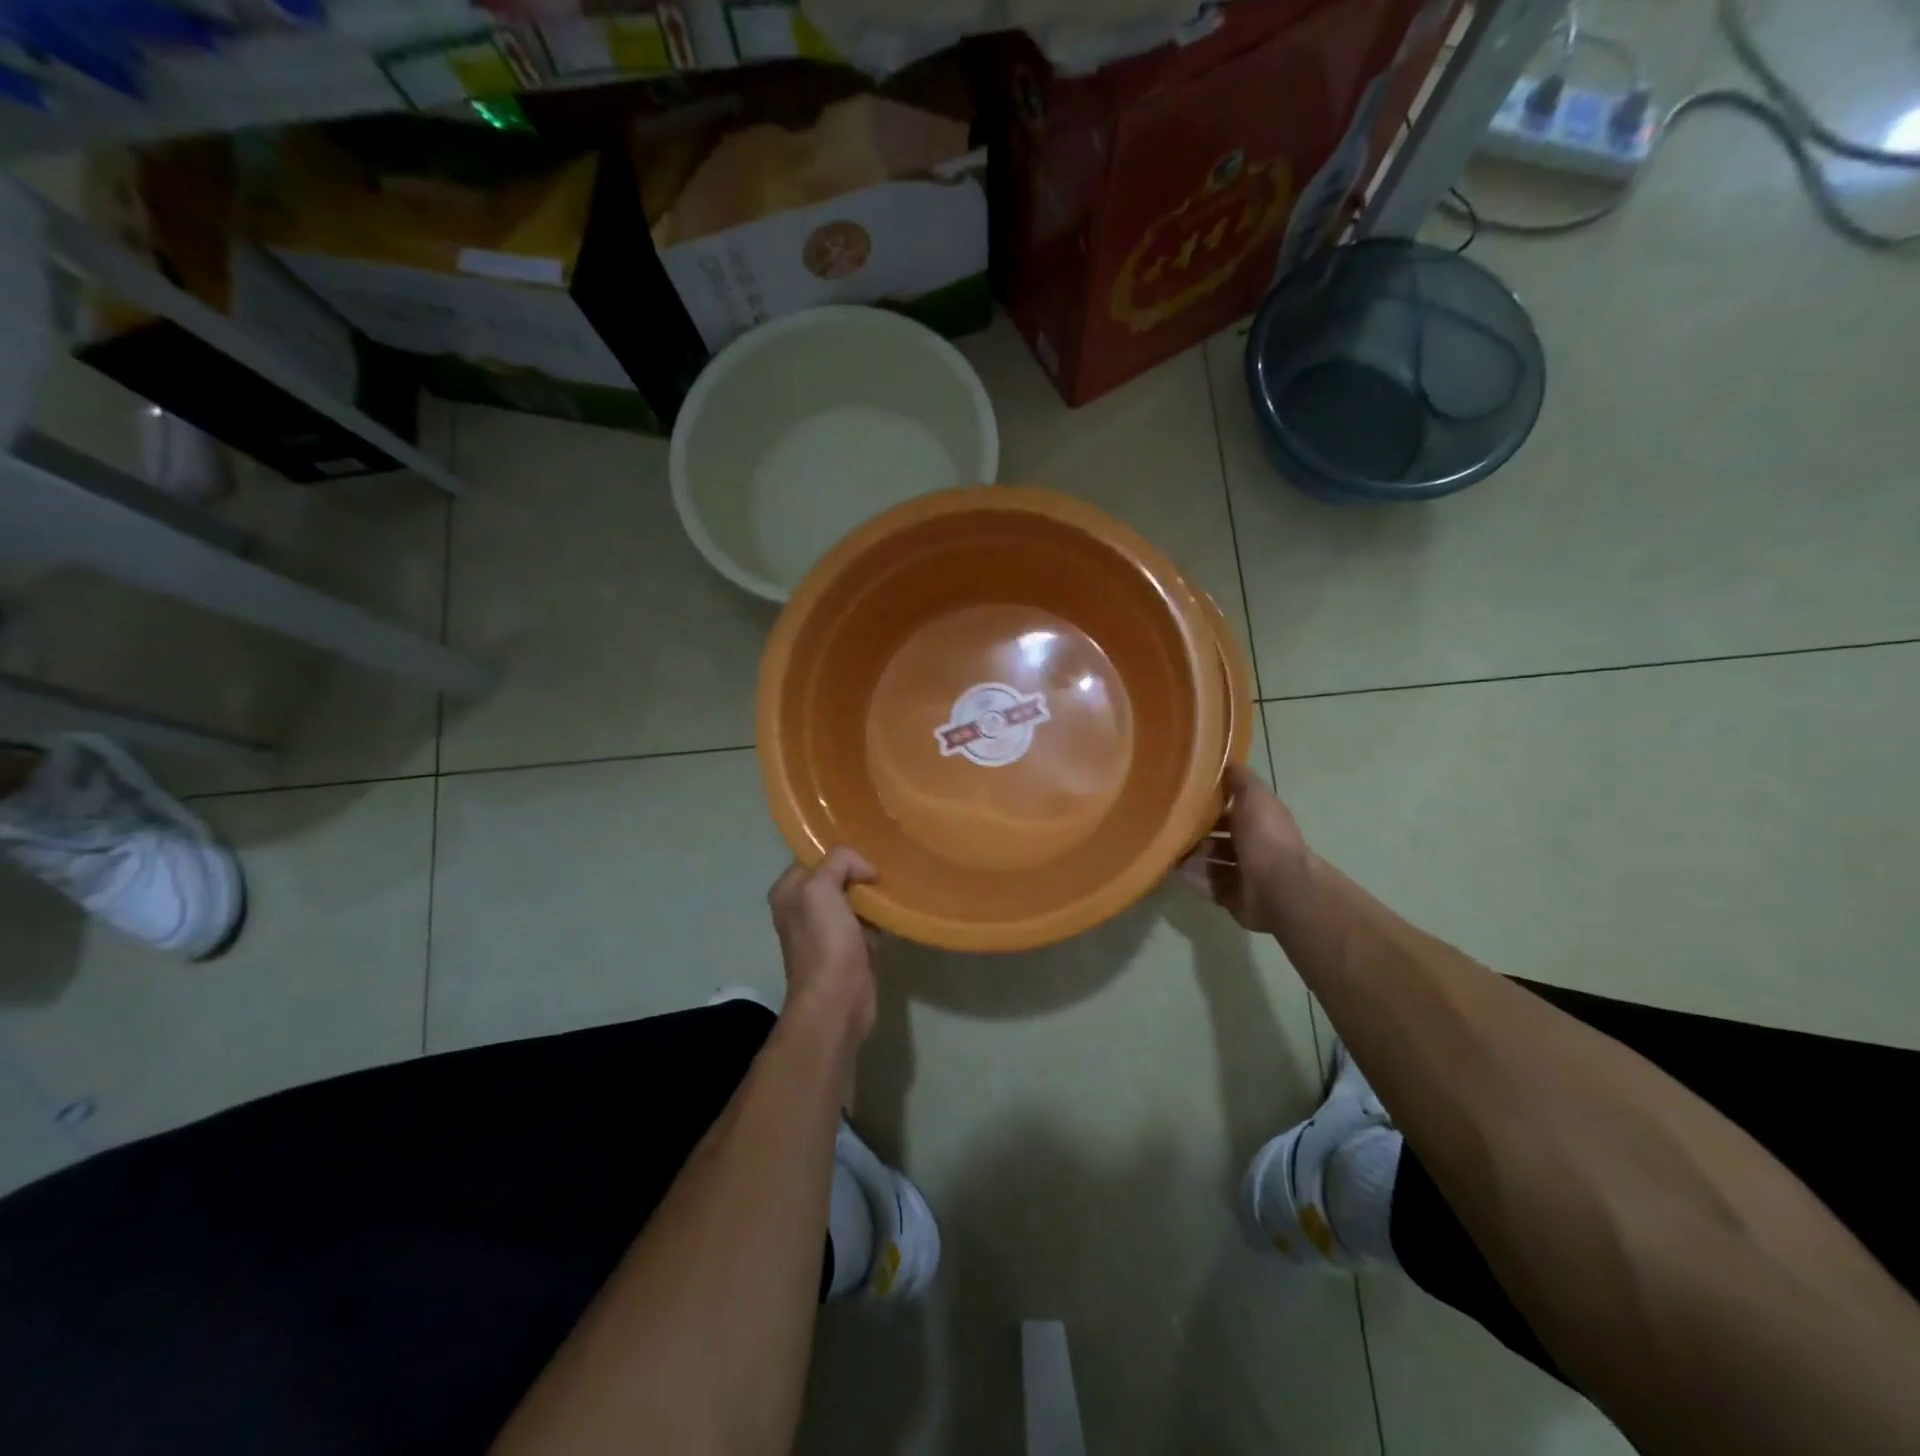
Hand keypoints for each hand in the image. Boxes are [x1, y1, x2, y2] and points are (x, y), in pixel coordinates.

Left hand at [768, 848, 879, 1041]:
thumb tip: (865, 869)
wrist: (837, 999)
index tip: (866, 853)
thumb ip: (839, 862)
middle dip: (859, 872)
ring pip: (853, 899)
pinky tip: (894, 910)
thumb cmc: (824, 941)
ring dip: (872, 894)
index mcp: (788, 892)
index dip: (839, 854)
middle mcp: (802, 909)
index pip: (814, 857)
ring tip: (893, 885)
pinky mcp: (849, 949)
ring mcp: (826, 930)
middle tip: (884, 867)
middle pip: (836, 877)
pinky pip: (866, 921)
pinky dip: (879, 916)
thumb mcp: (822, 888)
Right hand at [1178, 764, 1313, 934]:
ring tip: (1165, 847)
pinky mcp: (1232, 895)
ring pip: (1209, 859)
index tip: (1180, 791)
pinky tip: (1173, 869)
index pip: (1230, 804)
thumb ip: (1238, 777)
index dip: (1209, 798)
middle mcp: (1251, 843)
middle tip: (1166, 823)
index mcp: (1259, 817)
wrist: (1278, 887)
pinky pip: (1206, 883)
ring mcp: (1242, 872)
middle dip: (1195, 829)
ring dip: (1190, 854)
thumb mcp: (1252, 794)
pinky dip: (1191, 877)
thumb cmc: (1265, 836)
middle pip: (1217, 833)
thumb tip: (1222, 758)